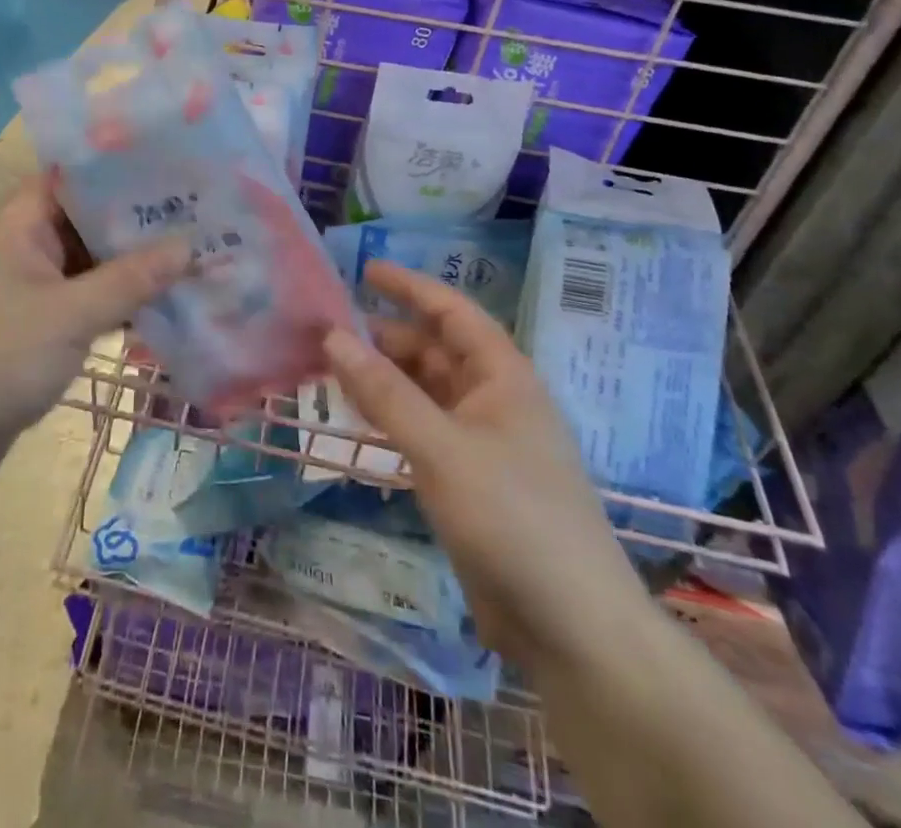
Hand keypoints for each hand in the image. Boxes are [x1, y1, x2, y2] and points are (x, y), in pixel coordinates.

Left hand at [0, 175, 191, 482]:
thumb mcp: (69, 315)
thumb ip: (130, 280)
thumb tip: (188, 246)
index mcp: (16, 225)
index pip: (73, 178)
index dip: (121, 171)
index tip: (174, 170)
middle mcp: (20, 248)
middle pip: (86, 222)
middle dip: (137, 223)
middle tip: (199, 216)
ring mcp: (26, 290)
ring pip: (88, 266)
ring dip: (131, 268)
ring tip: (193, 256)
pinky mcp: (33, 328)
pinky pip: (82, 302)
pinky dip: (115, 303)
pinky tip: (161, 306)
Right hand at [321, 262, 649, 665]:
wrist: (572, 629)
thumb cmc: (513, 518)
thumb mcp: (442, 448)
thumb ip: (386, 393)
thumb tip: (333, 336)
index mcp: (503, 377)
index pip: (453, 312)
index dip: (410, 287)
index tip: (364, 270)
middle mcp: (493, 400)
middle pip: (434, 351)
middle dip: (385, 336)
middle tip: (328, 328)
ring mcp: (481, 443)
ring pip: (424, 393)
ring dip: (383, 379)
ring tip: (330, 367)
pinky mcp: (468, 482)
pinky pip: (421, 432)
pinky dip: (390, 419)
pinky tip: (356, 417)